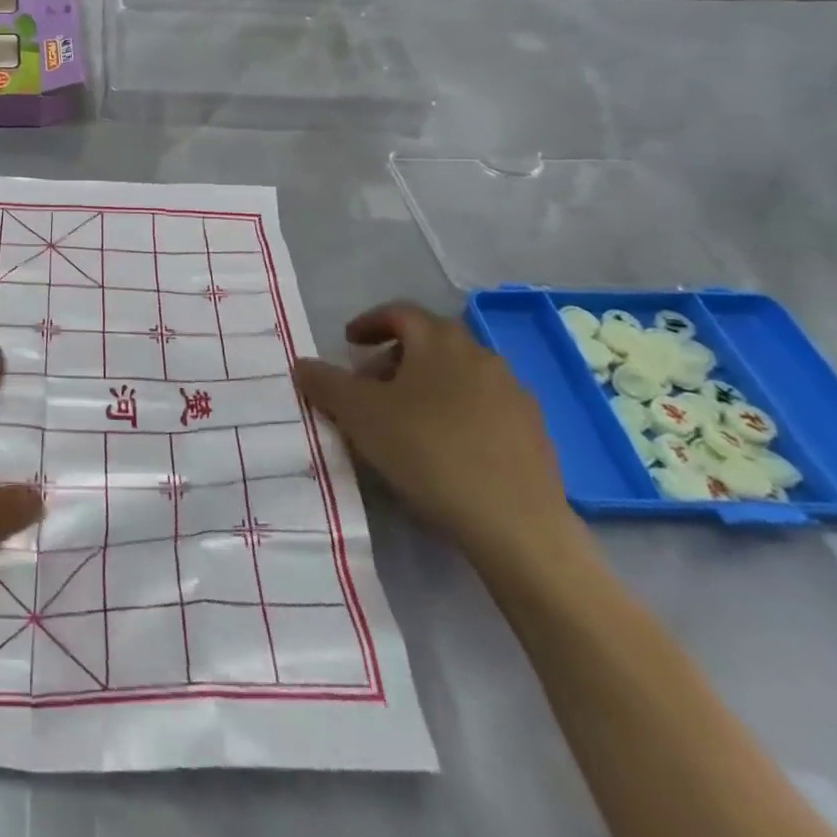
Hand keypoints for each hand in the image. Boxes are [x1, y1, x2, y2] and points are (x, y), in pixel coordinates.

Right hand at [293, 300, 577, 564]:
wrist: (515, 524)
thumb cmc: (427, 451)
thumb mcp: (358, 414)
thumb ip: (325, 382)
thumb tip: (302, 364)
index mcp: (440, 341)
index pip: (400, 312)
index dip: (369, 322)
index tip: (348, 342)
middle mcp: (481, 356)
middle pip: (430, 343)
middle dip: (393, 359)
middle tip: (367, 387)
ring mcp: (514, 395)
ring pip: (457, 376)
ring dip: (425, 386)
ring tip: (401, 421)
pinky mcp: (534, 433)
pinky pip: (483, 408)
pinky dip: (455, 414)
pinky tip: (442, 449)